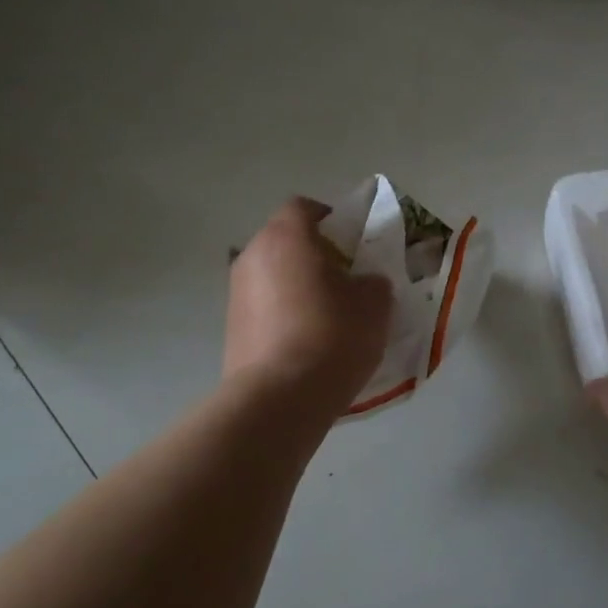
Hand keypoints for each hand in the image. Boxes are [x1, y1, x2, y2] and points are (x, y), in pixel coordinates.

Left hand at [226, 197, 393, 414]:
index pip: (305, 208)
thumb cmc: (332, 335)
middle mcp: (252, 255)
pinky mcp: (231, 329)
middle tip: (347, 282)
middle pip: (287, 241)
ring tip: (330, 318)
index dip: (332, 220)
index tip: (354, 245)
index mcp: (286, 236)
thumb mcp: (375, 302)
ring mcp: (236, 293)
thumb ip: (373, 281)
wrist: (279, 399)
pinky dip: (285, 316)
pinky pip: (265, 308)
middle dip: (317, 256)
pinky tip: (309, 344)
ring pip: (275, 276)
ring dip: (299, 287)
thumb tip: (363, 284)